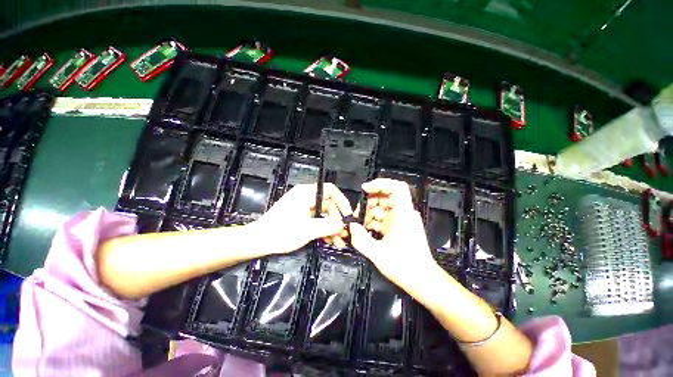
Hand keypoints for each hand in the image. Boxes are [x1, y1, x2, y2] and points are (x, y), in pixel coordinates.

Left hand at [250, 183, 351, 254]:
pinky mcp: (301, 216)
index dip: (342, 201)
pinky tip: (329, 240)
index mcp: (306, 193)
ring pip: (324, 214)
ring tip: (338, 242)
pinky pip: (317, 220)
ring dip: (332, 227)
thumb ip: (327, 225)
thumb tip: (342, 225)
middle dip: (337, 220)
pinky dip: (324, 229)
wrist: (258, 241)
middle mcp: (306, 197)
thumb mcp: (307, 229)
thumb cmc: (280, 232)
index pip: (330, 190)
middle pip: (329, 204)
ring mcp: (303, 207)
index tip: (348, 215)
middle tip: (343, 234)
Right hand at [349, 179, 439, 292]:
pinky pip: (386, 217)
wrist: (423, 281)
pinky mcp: (401, 227)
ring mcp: (403, 220)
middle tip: (358, 212)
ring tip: (360, 223)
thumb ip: (360, 238)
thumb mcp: (377, 254)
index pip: (397, 187)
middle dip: (370, 201)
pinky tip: (366, 230)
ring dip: (371, 212)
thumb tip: (351, 226)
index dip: (380, 184)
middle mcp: (405, 214)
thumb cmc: (404, 267)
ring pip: (385, 207)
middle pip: (387, 196)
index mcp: (403, 215)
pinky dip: (375, 220)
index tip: (365, 189)